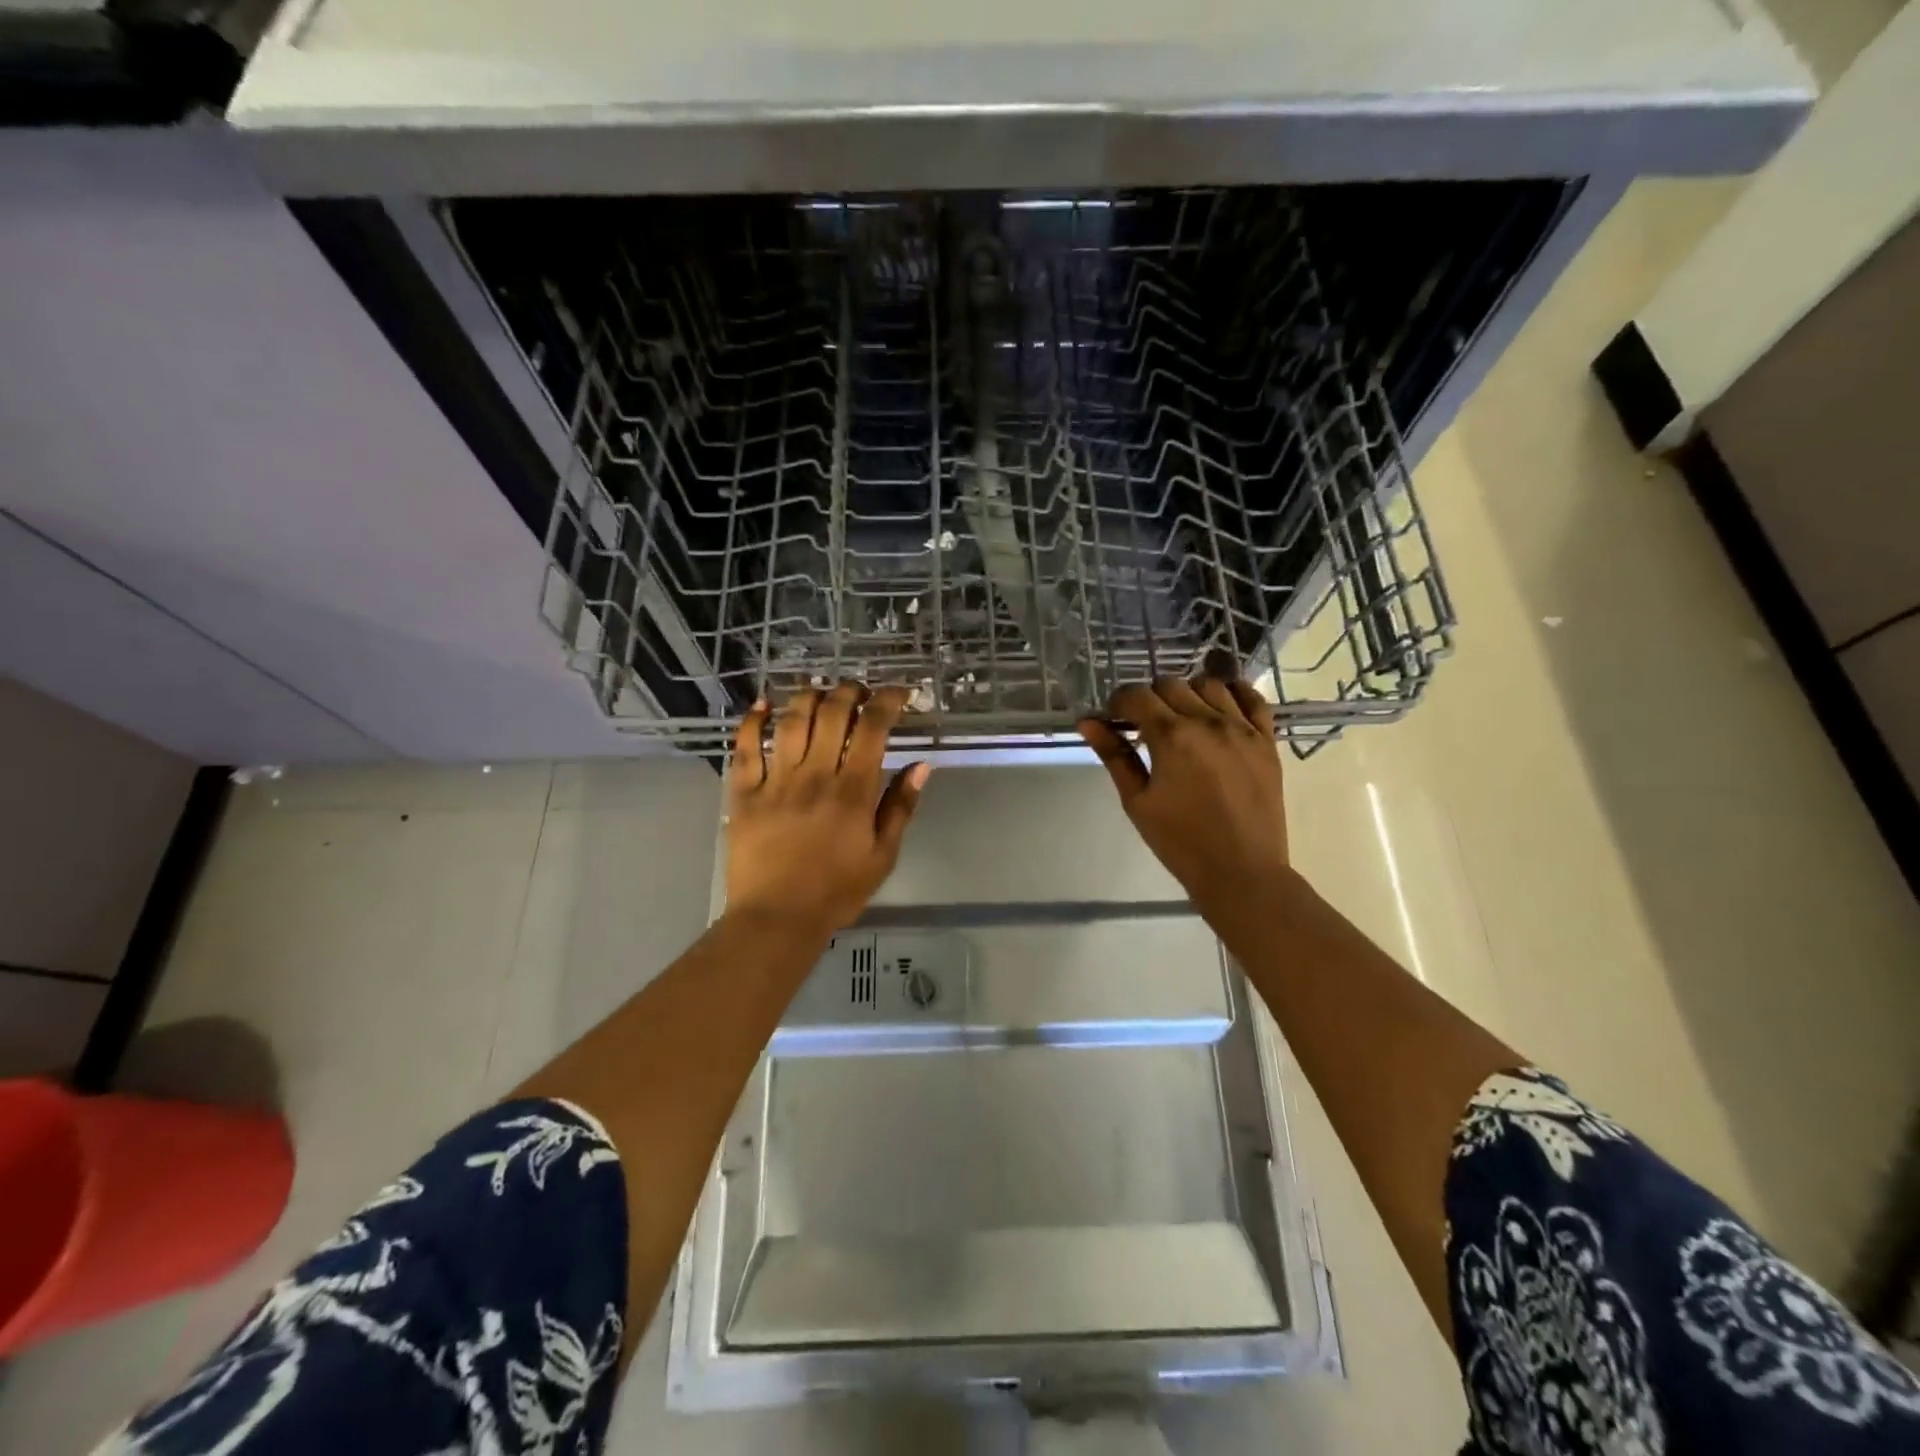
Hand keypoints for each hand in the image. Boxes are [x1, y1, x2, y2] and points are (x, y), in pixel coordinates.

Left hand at [725, 683, 930, 937]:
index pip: (873, 728)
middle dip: (850, 690)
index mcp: (853, 791)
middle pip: (832, 713)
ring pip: (791, 720)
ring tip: (820, 694)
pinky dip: (752, 721)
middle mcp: (815, 775)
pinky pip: (745, 747)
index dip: (887, 700)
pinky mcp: (744, 792)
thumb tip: (921, 765)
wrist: (777, 918)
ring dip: (808, 696)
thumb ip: (901, 808)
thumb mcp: (883, 856)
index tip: (897, 692)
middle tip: (859, 691)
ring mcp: (776, 781)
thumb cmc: (837, 891)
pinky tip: (763, 705)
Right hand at [1077, 676, 1290, 924]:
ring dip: (1188, 693)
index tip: (1114, 720)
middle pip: (1170, 685)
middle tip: (1143, 725)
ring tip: (1181, 718)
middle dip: (1150, 698)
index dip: (1118, 703)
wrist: (1241, 871)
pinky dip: (1234, 693)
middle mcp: (1208, 721)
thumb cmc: (1180, 841)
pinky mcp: (1266, 740)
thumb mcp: (1136, 801)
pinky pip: (1253, 699)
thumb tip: (1087, 722)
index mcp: (1171, 736)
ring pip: (1210, 684)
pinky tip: (1220, 705)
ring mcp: (1242, 728)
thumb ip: (1114, 756)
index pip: (1136, 696)